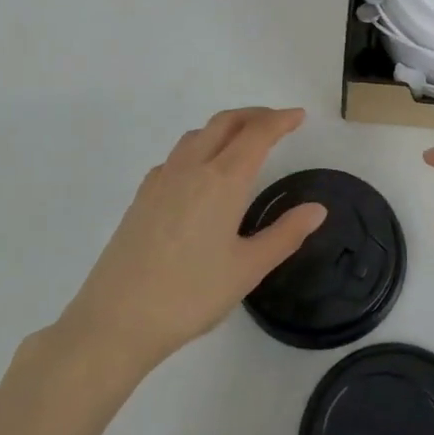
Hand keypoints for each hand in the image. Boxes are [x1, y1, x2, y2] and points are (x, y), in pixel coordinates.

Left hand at [60, 107, 326, 377]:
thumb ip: (285, 234)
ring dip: (225, 127)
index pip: (257, 134)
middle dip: (254, 115)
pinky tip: (201, 174)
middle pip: (225, 122)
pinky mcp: (142, 195)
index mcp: (223, 180)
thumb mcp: (247, 268)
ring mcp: (162, 179)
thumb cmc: (190, 295)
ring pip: (198, 134)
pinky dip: (199, 147)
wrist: (116, 319)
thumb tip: (317, 209)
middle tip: (277, 122)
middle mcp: (191, 168)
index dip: (281, 120)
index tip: (299, 115)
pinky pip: (176, 155)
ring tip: (242, 142)